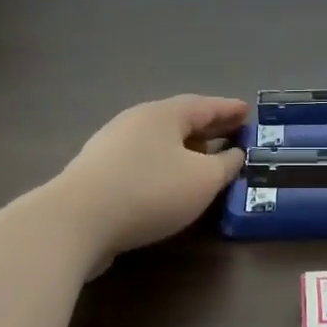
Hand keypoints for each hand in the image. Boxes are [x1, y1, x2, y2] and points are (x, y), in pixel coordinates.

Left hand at [53, 95, 249, 259]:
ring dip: (186, 148)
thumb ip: (225, 165)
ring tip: (206, 160)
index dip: (228, 109)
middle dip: (209, 127)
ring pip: (160, 142)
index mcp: (163, 114)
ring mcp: (112, 146)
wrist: (77, 221)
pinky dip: (166, 165)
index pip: (204, 105)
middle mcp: (136, 122)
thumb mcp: (203, 180)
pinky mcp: (99, 174)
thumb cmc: (150, 191)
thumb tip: (235, 154)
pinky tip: (172, 183)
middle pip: (180, 120)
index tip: (249, 112)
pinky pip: (144, 161)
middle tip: (233, 133)